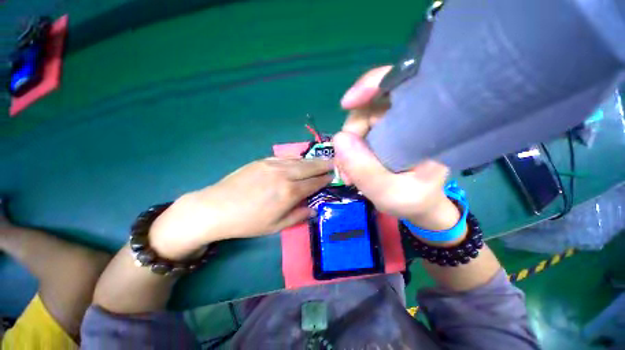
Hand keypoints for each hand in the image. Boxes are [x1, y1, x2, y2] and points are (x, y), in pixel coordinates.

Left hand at [149, 158, 332, 259]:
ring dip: (312, 160)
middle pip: (310, 167)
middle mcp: (284, 175)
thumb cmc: (248, 222)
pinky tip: (301, 160)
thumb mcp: (276, 226)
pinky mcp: (263, 161)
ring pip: (299, 160)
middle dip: (324, 164)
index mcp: (289, 193)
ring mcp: (273, 165)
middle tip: (334, 162)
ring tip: (321, 160)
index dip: (325, 179)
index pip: (314, 182)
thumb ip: (299, 216)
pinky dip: (297, 159)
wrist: (216, 208)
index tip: (334, 176)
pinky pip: (286, 158)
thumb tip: (314, 209)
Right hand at [336, 66, 459, 234]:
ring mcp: (393, 125)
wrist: (418, 205)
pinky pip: (358, 133)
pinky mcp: (382, 134)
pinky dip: (348, 150)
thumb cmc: (414, 200)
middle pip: (370, 107)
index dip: (373, 84)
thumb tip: (338, 139)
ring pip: (359, 121)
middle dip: (350, 135)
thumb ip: (365, 170)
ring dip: (347, 147)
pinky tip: (349, 169)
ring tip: (348, 174)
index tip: (347, 103)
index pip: (403, 84)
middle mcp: (410, 118)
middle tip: (346, 167)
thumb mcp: (391, 193)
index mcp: (427, 125)